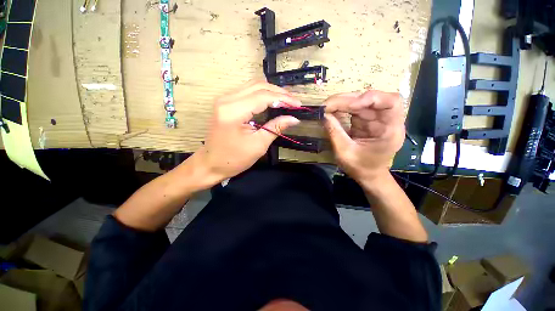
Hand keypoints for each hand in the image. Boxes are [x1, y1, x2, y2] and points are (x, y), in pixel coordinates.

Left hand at [194, 80, 301, 183]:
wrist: (211, 164)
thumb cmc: (234, 159)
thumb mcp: (258, 145)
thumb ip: (276, 128)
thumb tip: (294, 118)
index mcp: (233, 111)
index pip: (263, 96)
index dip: (283, 99)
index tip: (298, 104)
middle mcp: (227, 99)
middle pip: (258, 85)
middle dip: (279, 92)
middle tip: (294, 101)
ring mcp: (224, 99)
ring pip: (252, 86)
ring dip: (271, 92)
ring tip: (286, 101)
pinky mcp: (225, 103)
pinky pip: (247, 92)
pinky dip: (262, 95)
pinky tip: (272, 102)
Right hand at [324, 90, 404, 183]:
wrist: (367, 175)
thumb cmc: (360, 168)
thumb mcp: (345, 153)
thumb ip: (335, 133)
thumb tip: (323, 115)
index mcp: (391, 129)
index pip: (391, 102)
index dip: (371, 98)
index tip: (350, 106)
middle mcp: (386, 120)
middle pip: (372, 99)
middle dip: (348, 99)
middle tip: (327, 105)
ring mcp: (375, 119)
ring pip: (361, 101)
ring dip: (343, 102)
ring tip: (327, 107)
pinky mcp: (365, 120)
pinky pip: (354, 109)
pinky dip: (342, 108)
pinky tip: (331, 110)